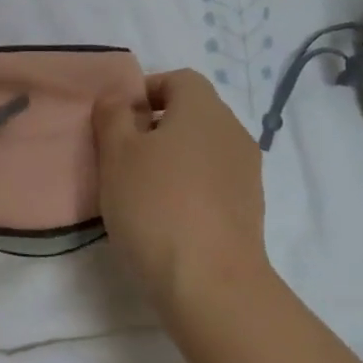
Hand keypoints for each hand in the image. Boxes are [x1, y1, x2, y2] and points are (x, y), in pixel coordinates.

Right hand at [93, 69, 269, 310]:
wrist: (210, 283)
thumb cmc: (155, 204)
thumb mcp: (116, 152)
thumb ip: (112, 114)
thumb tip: (119, 98)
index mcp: (204, 109)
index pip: (178, 79)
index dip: (145, 91)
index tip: (117, 120)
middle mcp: (233, 132)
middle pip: (191, 114)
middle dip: (154, 127)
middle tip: (120, 155)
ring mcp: (246, 173)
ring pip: (201, 149)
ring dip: (171, 159)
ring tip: (138, 189)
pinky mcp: (249, 209)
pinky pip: (212, 181)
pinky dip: (188, 187)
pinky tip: (164, 216)